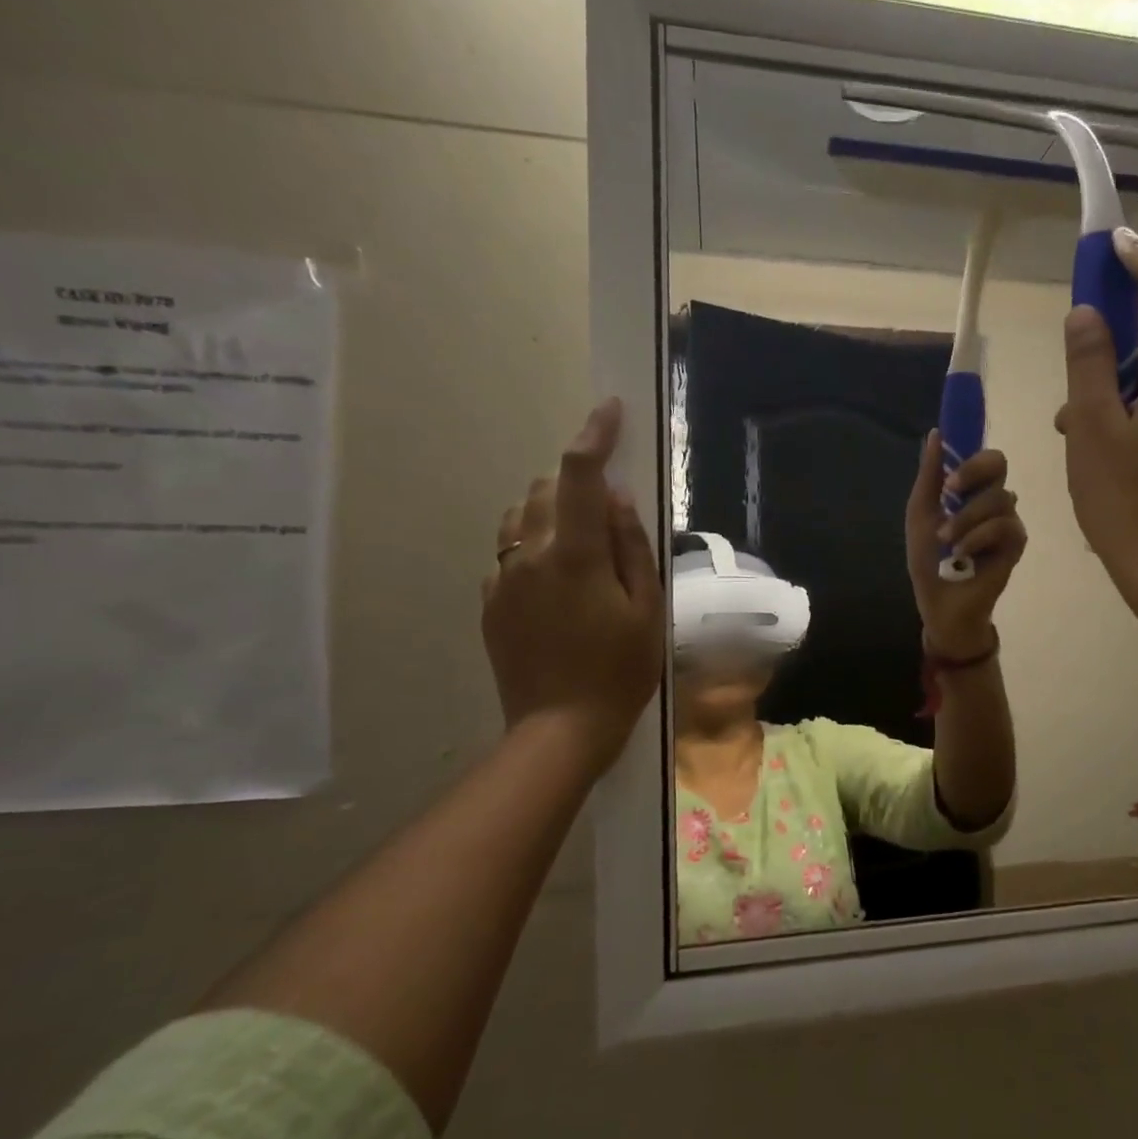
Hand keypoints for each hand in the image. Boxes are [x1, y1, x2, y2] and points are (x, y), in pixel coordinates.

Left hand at [481, 398, 663, 775]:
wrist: (560, 729)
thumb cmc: (620, 670)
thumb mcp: (647, 609)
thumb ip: (631, 546)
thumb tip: (617, 497)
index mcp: (574, 554)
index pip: (581, 475)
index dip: (595, 435)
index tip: (610, 410)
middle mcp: (529, 555)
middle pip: (545, 489)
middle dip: (576, 482)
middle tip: (608, 508)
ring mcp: (502, 579)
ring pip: (520, 517)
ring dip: (551, 510)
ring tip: (582, 541)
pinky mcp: (490, 602)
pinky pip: (509, 554)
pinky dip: (534, 547)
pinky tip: (557, 582)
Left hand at [904, 432, 1026, 659]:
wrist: (940, 602)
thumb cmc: (928, 560)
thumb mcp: (921, 514)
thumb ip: (929, 476)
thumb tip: (935, 433)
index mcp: (969, 489)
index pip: (980, 454)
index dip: (969, 450)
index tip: (948, 466)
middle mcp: (991, 499)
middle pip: (998, 462)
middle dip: (972, 472)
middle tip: (950, 490)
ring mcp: (1007, 519)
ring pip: (998, 497)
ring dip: (965, 518)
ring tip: (947, 541)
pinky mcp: (1016, 543)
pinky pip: (1004, 525)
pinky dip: (978, 537)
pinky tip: (963, 553)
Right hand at [1057, 229, 1137, 674]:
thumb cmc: (1128, 502)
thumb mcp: (1092, 428)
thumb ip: (1089, 362)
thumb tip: (1088, 314)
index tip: (1110, 250)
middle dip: (1115, 347)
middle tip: (1071, 386)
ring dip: (1117, 390)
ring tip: (1076, 434)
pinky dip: (1134, 416)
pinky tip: (1103, 455)